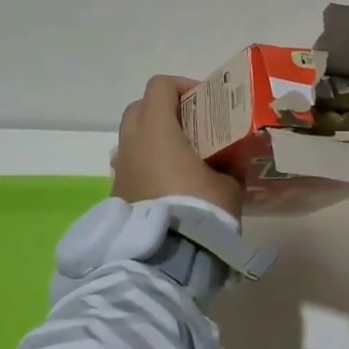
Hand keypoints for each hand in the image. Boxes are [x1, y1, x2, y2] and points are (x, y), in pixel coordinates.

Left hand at [113, 76, 242, 219]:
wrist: (163, 261)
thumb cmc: (198, 209)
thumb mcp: (228, 184)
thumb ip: (228, 163)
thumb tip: (231, 159)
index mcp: (157, 129)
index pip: (160, 86)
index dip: (183, 86)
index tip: (205, 103)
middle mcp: (131, 143)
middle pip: (140, 108)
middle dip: (165, 110)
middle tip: (194, 126)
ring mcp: (119, 170)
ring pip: (133, 138)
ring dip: (154, 139)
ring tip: (183, 158)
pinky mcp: (116, 196)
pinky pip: (131, 166)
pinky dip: (148, 165)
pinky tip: (171, 185)